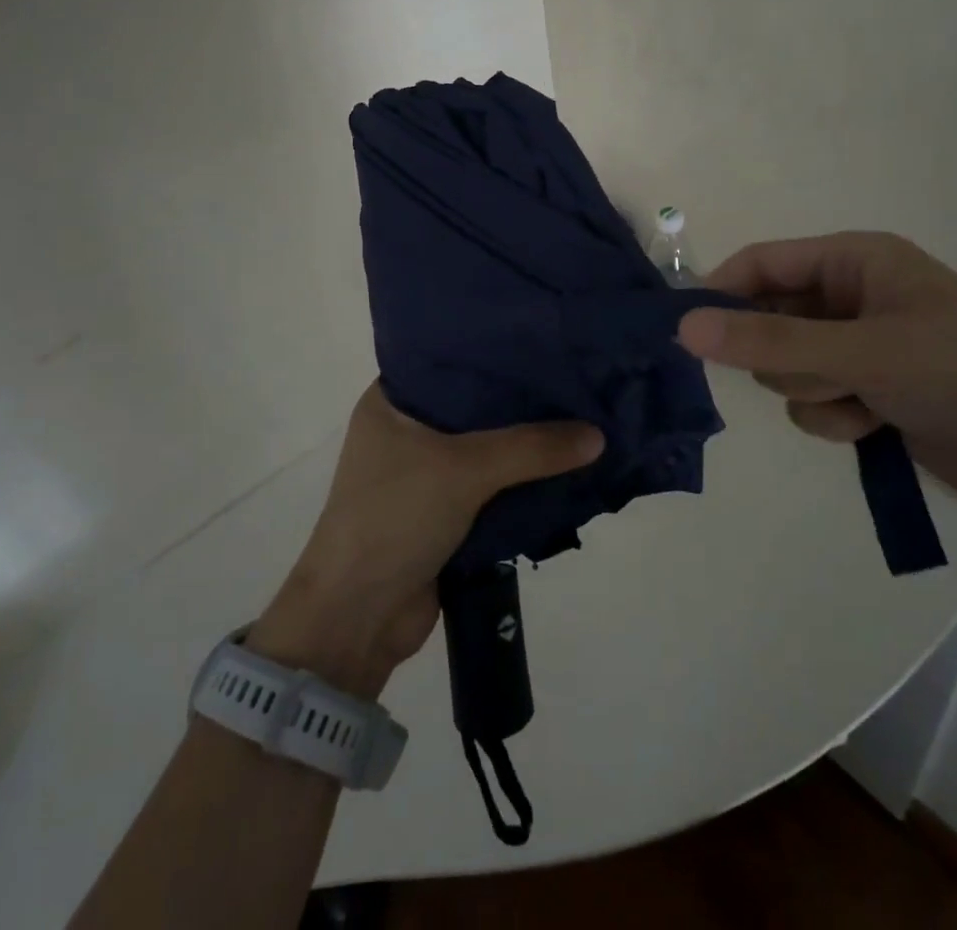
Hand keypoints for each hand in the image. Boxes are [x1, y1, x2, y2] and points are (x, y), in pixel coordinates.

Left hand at [249, 384, 603, 695]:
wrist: (358, 618)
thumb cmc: (395, 518)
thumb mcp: (463, 470)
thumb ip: (531, 448)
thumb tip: (598, 435)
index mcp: (392, 401)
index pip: (452, 359)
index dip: (497, 350)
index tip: (545, 338)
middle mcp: (407, 429)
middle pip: (476, 405)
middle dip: (521, 401)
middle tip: (576, 377)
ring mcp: (425, 471)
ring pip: (487, 447)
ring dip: (527, 445)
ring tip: (583, 415)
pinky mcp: (444, 510)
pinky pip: (492, 485)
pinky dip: (522, 480)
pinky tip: (566, 465)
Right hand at [677, 232, 956, 521]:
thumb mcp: (862, 353)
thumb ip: (769, 343)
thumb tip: (684, 327)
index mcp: (855, 260)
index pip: (761, 264)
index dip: (721, 293)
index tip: (686, 332)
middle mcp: (852, 297)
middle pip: (769, 318)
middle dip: (783, 356)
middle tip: (818, 374)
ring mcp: (860, 347)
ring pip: (787, 367)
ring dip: (814, 391)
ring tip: (862, 402)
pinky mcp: (869, 391)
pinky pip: (813, 401)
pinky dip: (835, 417)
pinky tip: (875, 427)